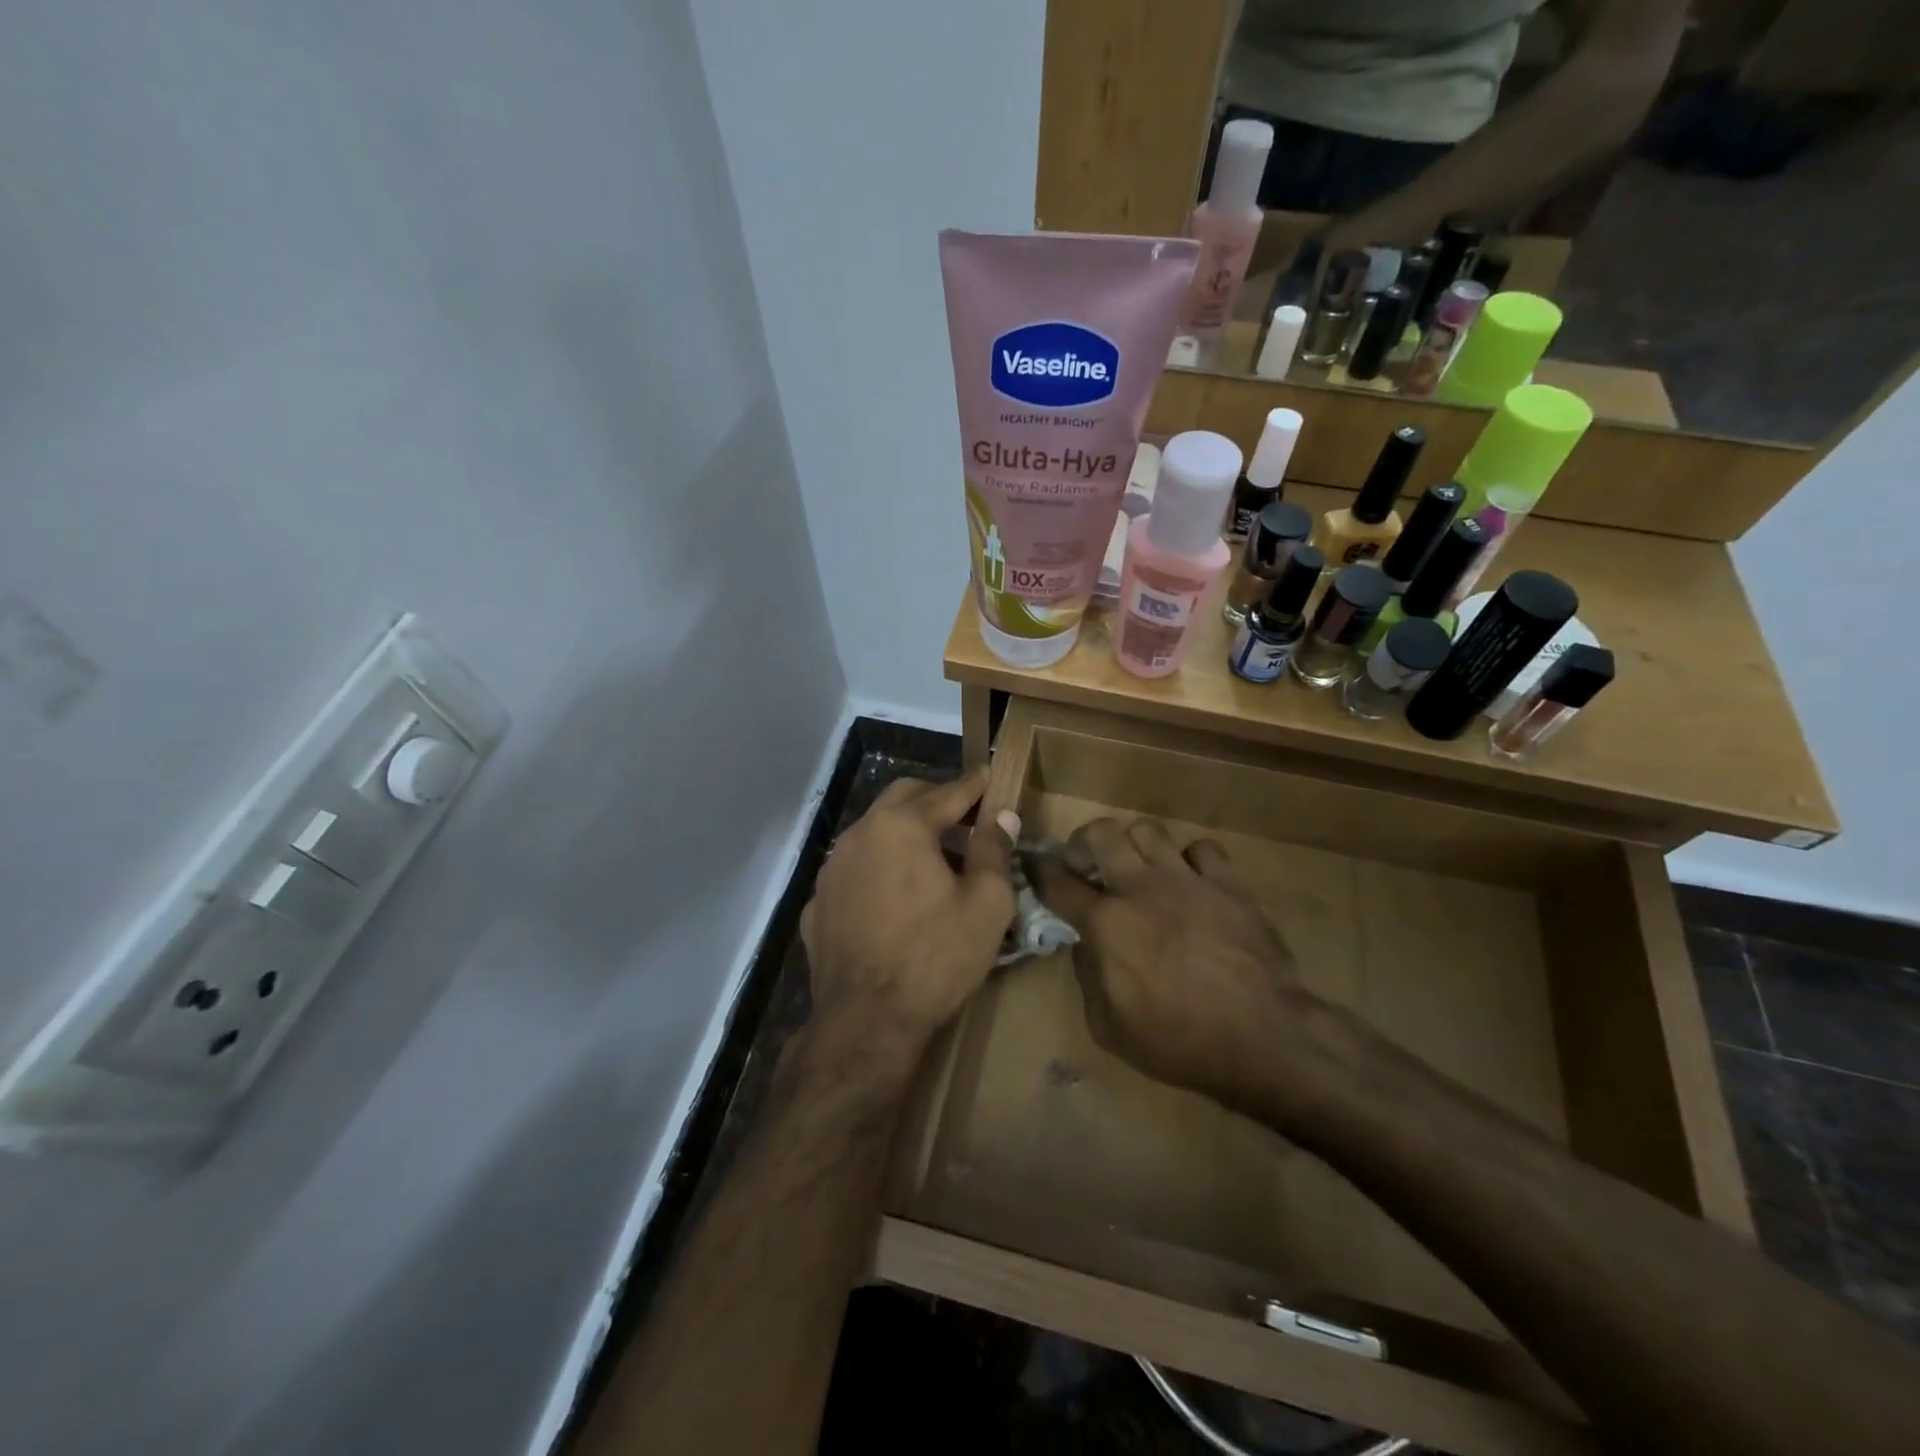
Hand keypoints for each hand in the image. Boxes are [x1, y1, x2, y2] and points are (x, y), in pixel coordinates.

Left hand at [800, 768, 1016, 1059]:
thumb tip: (1002, 815)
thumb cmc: (935, 957)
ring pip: (874, 831)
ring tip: (933, 859)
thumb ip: (994, 850)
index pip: (948, 792)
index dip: (975, 784)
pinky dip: (879, 869)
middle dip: (935, 798)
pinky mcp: (818, 903)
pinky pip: (854, 870)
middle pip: (903, 798)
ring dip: (905, 833)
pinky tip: (895, 900)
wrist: (865, 1022)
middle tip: (965, 816)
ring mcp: (832, 869)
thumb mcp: (986, 904)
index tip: (990, 775)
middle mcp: (860, 834)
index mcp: (902, 826)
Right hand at [1036, 818, 1308, 1112]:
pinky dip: (1190, 860)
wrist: (1264, 1037)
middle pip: (1100, 834)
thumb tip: (1086, 946)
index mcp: (1105, 923)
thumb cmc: (1179, 1041)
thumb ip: (1088, 977)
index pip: (1057, 882)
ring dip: (1134, 844)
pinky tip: (1192, 881)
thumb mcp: (1109, 1027)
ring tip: (1137, 866)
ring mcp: (1186, 880)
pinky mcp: (1227, 883)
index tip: (1034, 866)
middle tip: (1086, 864)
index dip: (1039, 870)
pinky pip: (1201, 848)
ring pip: (1148, 829)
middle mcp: (1140, 888)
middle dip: (1083, 842)